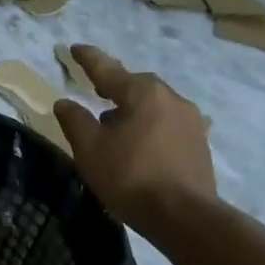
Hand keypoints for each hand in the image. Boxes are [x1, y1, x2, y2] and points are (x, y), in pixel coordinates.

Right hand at [53, 45, 216, 229]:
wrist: (184, 216)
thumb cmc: (130, 177)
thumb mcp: (90, 150)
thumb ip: (75, 121)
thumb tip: (64, 102)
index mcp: (142, 93)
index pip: (108, 69)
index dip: (88, 59)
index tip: (75, 48)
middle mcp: (171, 98)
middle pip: (136, 85)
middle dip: (115, 86)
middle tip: (96, 91)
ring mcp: (190, 121)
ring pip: (154, 105)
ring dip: (133, 109)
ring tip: (115, 125)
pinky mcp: (199, 144)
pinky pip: (167, 124)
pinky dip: (149, 127)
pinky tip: (139, 145)